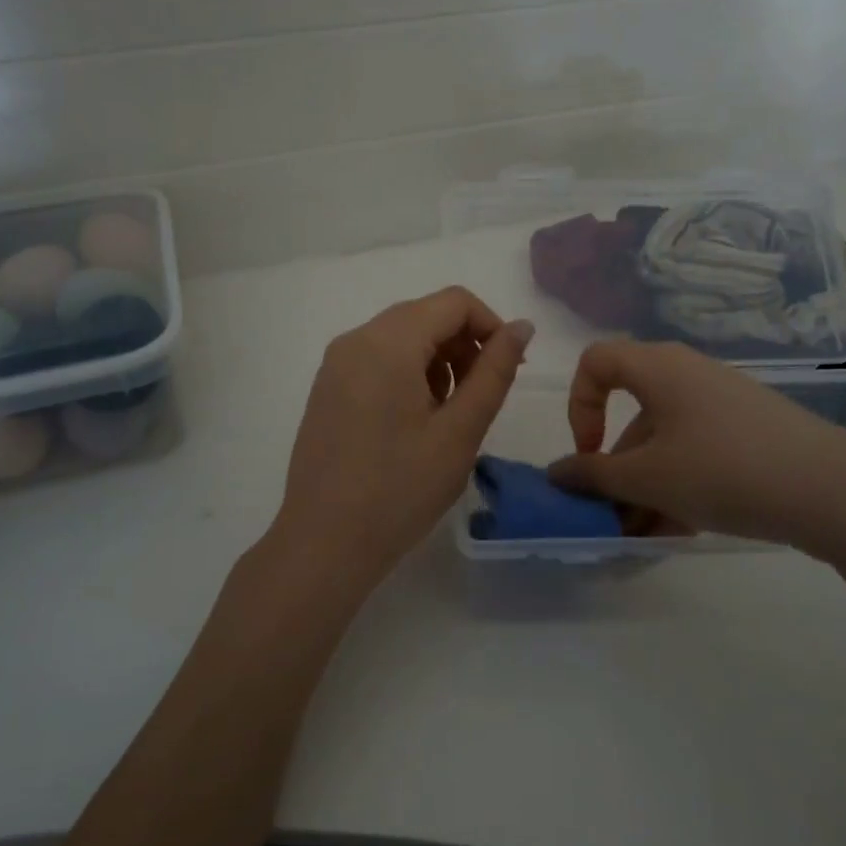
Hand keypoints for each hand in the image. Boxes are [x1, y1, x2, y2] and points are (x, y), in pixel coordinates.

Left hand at [270, 288, 532, 594]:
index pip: (454, 301)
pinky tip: (415, 422)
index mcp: (387, 342)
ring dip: (438, 361)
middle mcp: (355, 339)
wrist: (324, 544)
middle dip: (464, 345)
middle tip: (482, 398)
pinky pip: (377, 359)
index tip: (508, 370)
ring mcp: (335, 364)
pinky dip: (408, 373)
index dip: (491, 326)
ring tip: (448, 416)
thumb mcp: (460, 431)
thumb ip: (494, 372)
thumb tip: (522, 327)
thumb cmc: (400, 490)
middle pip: (425, 315)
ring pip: (401, 337)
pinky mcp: (327, 388)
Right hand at [548, 341, 845, 566]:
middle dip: (616, 468)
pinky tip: (682, 528)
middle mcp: (687, 375)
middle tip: (613, 514)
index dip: (578, 404)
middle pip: (632, 414)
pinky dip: (680, 484)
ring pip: (666, 441)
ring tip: (646, 536)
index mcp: (657, 368)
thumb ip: (593, 476)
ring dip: (646, 486)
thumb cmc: (722, 469)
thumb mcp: (648, 478)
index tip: (589, 453)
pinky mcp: (751, 430)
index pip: (595, 362)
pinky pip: (698, 451)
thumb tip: (556, 473)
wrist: (832, 490)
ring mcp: (723, 403)